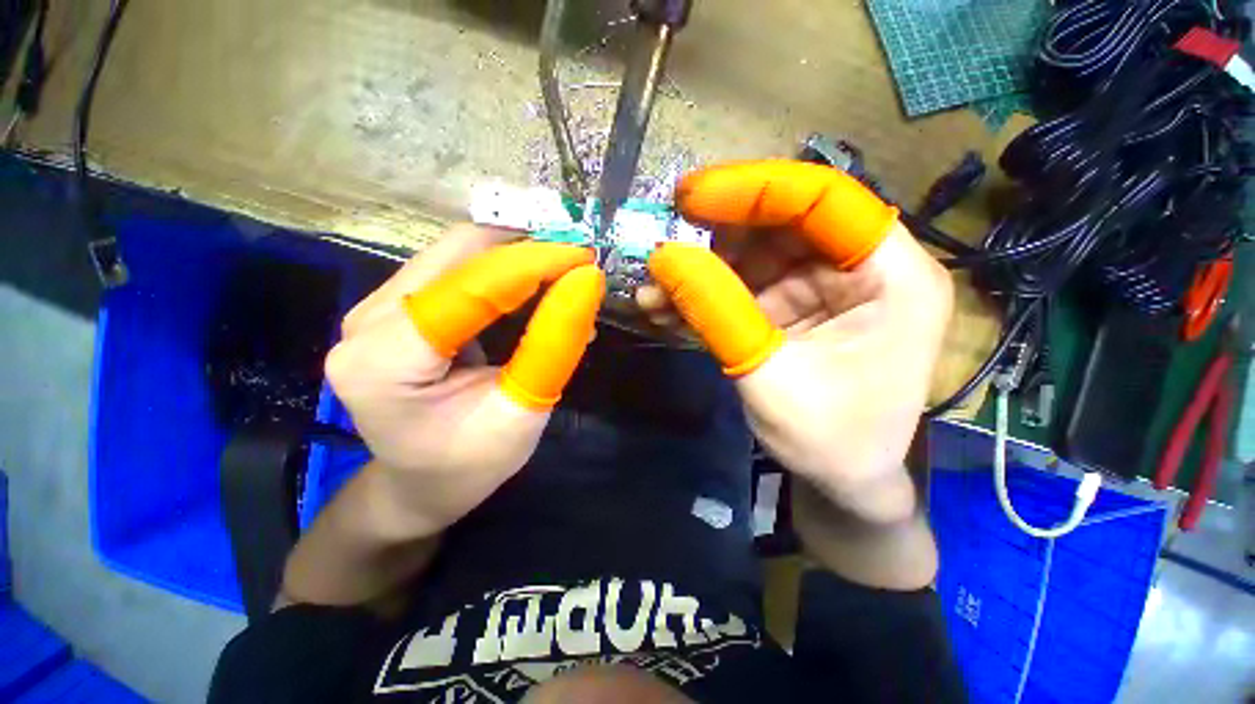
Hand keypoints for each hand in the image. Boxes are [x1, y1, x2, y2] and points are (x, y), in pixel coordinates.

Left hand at [324, 226, 603, 537]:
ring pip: (458, 254)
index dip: (534, 263)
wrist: (422, 483)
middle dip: (528, 250)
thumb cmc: (471, 463)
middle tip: (579, 263)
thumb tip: (587, 281)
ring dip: (518, 257)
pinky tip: (534, 286)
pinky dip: (503, 270)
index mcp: (386, 361)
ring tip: (563, 276)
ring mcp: (375, 309)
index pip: (470, 287)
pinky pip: (455, 269)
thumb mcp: (523, 412)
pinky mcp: (395, 308)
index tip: (586, 257)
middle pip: (458, 254)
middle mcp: (368, 321)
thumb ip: (554, 344)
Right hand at [643, 161, 953, 524]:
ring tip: (652, 288)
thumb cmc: (831, 441)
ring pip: (751, 255)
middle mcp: (860, 269)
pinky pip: (742, 286)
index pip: (824, 200)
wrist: (842, 482)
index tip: (691, 197)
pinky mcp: (790, 307)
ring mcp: (821, 287)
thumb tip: (663, 259)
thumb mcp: (771, 378)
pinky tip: (665, 308)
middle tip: (661, 241)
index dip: (754, 190)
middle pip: (780, 223)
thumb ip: (718, 313)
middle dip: (714, 233)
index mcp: (892, 276)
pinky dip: (703, 295)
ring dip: (698, 270)